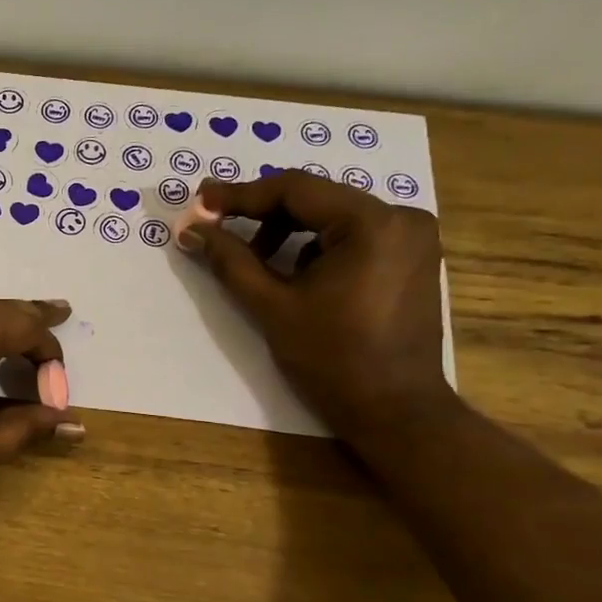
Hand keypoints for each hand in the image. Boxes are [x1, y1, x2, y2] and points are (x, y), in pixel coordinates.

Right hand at [181, 171, 455, 446]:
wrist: (394, 411)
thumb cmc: (332, 359)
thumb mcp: (272, 307)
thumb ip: (230, 261)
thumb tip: (190, 230)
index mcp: (372, 223)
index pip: (295, 189)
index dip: (240, 194)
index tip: (199, 201)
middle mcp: (401, 218)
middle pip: (315, 199)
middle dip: (261, 213)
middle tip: (215, 225)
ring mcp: (412, 238)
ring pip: (332, 217)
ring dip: (287, 231)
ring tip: (254, 261)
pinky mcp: (410, 259)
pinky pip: (352, 236)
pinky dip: (315, 246)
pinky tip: (294, 276)